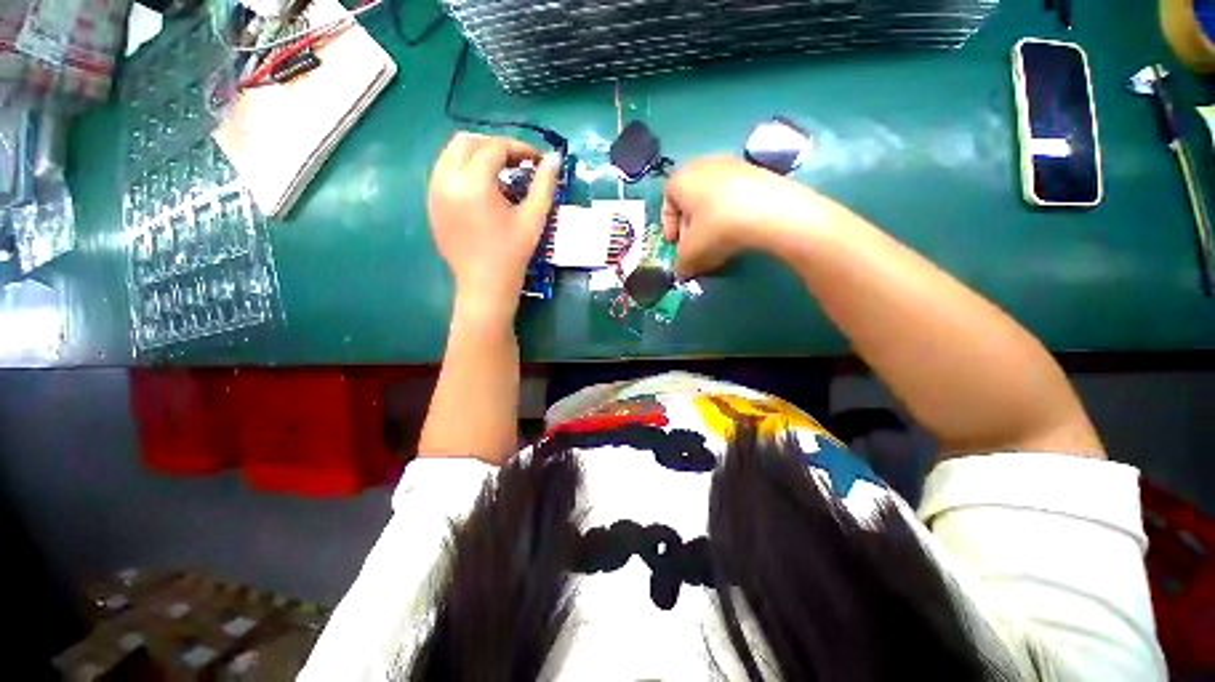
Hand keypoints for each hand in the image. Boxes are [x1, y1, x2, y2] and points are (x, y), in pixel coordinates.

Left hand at [428, 132, 559, 317]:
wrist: (484, 287)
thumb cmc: (512, 255)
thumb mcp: (533, 219)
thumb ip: (544, 185)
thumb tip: (554, 158)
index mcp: (472, 183)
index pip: (494, 148)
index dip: (519, 148)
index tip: (537, 161)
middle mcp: (446, 180)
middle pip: (467, 142)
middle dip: (495, 146)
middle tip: (518, 163)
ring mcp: (433, 192)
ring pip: (451, 155)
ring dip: (478, 156)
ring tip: (501, 175)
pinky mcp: (431, 204)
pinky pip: (444, 173)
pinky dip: (464, 170)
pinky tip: (484, 192)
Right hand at [661, 156, 818, 278]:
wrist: (771, 211)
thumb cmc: (717, 228)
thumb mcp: (691, 254)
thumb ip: (680, 264)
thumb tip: (682, 270)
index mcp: (680, 179)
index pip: (666, 202)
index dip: (668, 226)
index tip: (675, 244)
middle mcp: (703, 165)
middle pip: (689, 200)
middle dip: (689, 227)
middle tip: (696, 247)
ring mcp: (732, 164)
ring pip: (711, 199)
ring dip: (710, 222)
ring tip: (718, 243)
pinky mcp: (756, 171)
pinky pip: (733, 196)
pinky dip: (730, 214)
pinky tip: (739, 232)